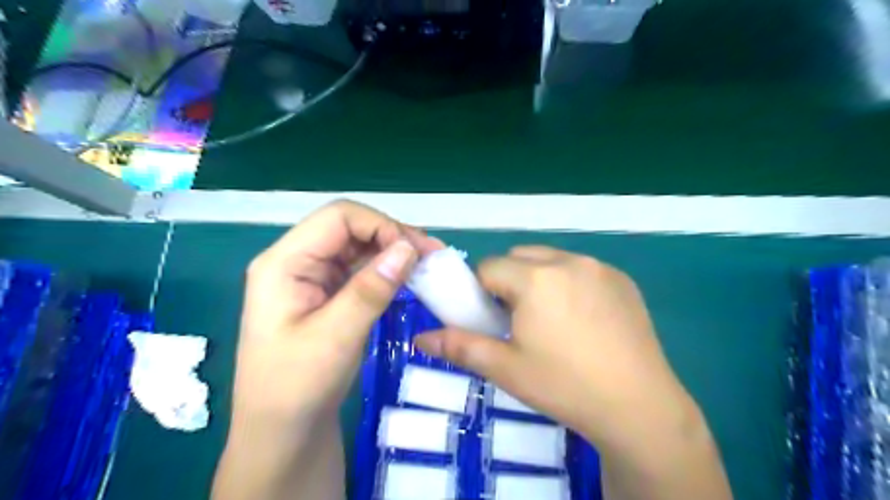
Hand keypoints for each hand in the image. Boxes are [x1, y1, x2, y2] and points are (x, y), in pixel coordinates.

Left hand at [236, 201, 444, 423]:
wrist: (282, 432)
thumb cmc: (297, 387)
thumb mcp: (335, 337)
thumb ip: (370, 289)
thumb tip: (408, 248)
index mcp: (284, 263)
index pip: (338, 218)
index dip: (380, 226)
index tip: (415, 251)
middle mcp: (297, 261)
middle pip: (350, 228)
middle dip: (392, 236)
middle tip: (432, 257)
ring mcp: (313, 277)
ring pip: (359, 247)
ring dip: (394, 253)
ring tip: (428, 265)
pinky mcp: (328, 294)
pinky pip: (361, 270)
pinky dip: (387, 270)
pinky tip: (410, 279)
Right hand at [412, 244, 685, 443]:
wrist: (639, 407)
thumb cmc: (564, 386)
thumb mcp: (506, 368)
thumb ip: (459, 347)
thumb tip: (420, 340)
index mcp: (536, 278)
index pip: (489, 267)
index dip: (482, 291)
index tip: (491, 319)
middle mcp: (568, 261)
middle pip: (520, 257)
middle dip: (509, 281)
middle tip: (518, 320)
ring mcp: (599, 267)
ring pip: (551, 260)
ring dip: (539, 279)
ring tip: (551, 320)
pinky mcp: (622, 279)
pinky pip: (581, 269)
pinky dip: (570, 283)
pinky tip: (582, 320)